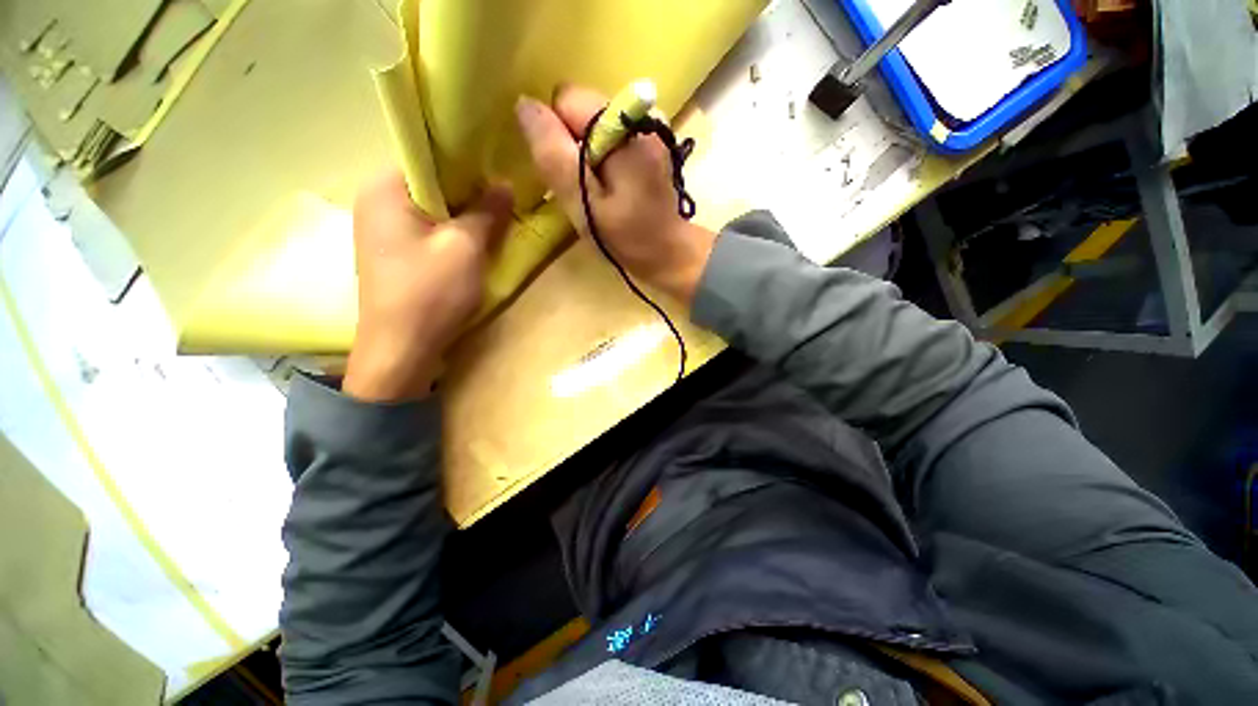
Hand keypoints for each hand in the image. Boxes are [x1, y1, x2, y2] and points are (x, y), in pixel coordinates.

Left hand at [344, 170, 512, 401]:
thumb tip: (505, 184)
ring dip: (462, 212)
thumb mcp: (466, 248)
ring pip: (431, 207)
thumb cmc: (431, 293)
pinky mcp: (393, 252)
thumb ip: (487, 212)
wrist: (401, 349)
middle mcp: (376, 200)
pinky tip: (474, 240)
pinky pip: (427, 228)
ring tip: (495, 217)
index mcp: (385, 188)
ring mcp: (381, 228)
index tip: (500, 171)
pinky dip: (451, 229)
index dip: (467, 160)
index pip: (428, 155)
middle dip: (468, 189)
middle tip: (504, 197)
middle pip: (430, 181)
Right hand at [515, 85, 715, 306]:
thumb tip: (525, 104)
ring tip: (601, 191)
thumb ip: (554, 156)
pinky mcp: (653, 144)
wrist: (670, 254)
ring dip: (588, 154)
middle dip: (573, 144)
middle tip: (585, 188)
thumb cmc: (628, 236)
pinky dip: (605, 159)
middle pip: (582, 109)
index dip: (557, 137)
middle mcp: (639, 113)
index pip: (566, 100)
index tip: (568, 176)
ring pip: (595, 125)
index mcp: (622, 124)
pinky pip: (611, 137)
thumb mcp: (584, 203)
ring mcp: (650, 127)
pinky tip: (615, 187)